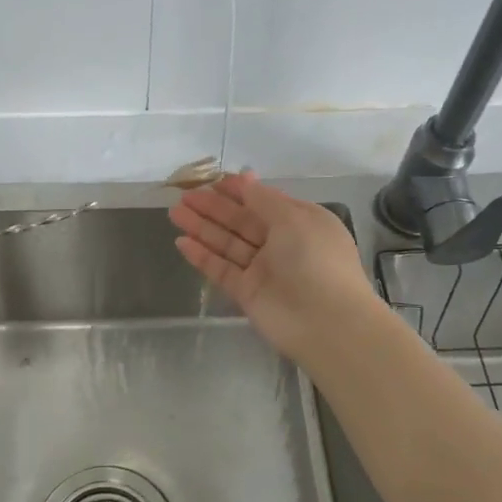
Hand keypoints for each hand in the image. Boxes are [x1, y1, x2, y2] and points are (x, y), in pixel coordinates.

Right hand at [169, 172, 384, 364]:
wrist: (327, 324)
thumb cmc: (315, 260)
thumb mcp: (294, 218)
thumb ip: (263, 199)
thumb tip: (245, 178)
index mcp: (300, 222)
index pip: (263, 201)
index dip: (238, 191)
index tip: (211, 182)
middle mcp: (281, 244)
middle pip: (241, 221)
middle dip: (213, 208)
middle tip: (183, 196)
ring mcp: (263, 269)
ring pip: (227, 244)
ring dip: (202, 228)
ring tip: (174, 213)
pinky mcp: (247, 293)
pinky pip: (221, 270)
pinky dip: (202, 256)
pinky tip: (181, 242)